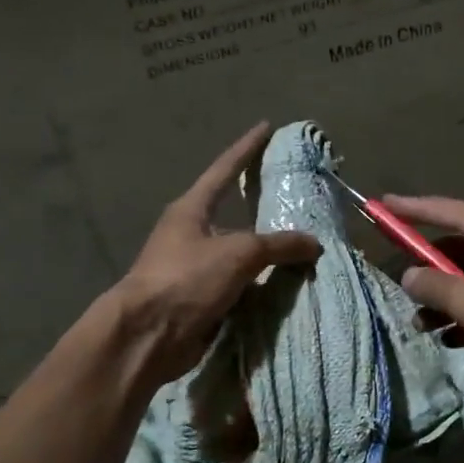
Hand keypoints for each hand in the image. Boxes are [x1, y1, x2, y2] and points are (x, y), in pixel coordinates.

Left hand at [108, 122, 321, 383]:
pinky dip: (262, 285)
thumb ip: (279, 244)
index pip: (225, 169)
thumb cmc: (187, 279)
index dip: (247, 148)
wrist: (149, 336)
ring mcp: (195, 268)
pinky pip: (241, 285)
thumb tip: (314, 244)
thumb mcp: (239, 253)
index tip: (266, 127)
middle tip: (295, 197)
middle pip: (234, 214)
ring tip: (304, 247)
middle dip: (262, 208)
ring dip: (267, 254)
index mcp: (191, 210)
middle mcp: (191, 234)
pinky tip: (288, 286)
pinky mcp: (202, 299)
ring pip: (240, 253)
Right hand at [384, 195, 463, 379]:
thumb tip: (409, 275)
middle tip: (406, 291)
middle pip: (458, 244)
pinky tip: (458, 338)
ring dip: (451, 298)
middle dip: (430, 272)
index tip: (382, 205)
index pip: (440, 209)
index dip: (408, 209)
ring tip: (425, 327)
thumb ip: (433, 286)